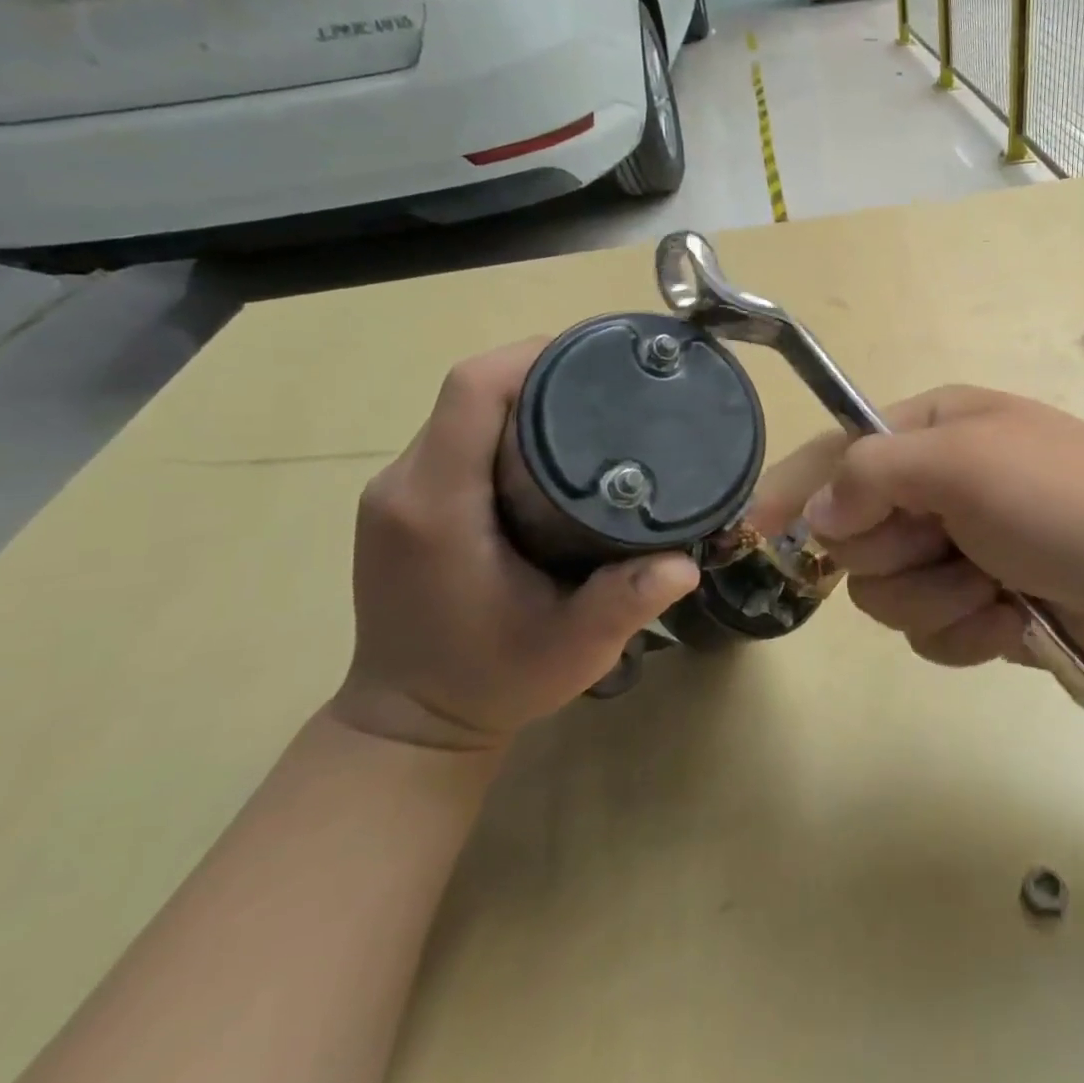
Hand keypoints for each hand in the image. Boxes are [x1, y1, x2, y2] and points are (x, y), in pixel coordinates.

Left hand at [336, 339, 699, 750]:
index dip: (533, 356)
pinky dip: (503, 424)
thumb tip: (687, 561)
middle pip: (470, 390)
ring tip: (593, 411)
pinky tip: (551, 448)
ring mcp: (396, 492)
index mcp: (437, 506)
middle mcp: (404, 485)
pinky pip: (454, 436)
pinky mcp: (403, 504)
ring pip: (463, 410)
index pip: (473, 389)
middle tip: (615, 388)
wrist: (411, 726)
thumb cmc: (491, 683)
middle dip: (542, 372)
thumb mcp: (572, 649)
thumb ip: (626, 602)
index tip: (600, 357)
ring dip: (524, 396)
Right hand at [750, 386, 1083, 677]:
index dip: (795, 489)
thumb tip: (818, 515)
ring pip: (886, 593)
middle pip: (855, 537)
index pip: (837, 453)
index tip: (754, 528)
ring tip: (993, 586)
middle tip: (950, 545)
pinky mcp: (977, 603)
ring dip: (938, 599)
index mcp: (932, 432)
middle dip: (898, 554)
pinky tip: (1012, 620)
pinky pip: (929, 632)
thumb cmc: (1065, 499)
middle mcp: (936, 487)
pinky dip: (967, 632)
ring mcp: (957, 548)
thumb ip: (875, 474)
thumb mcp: (966, 464)